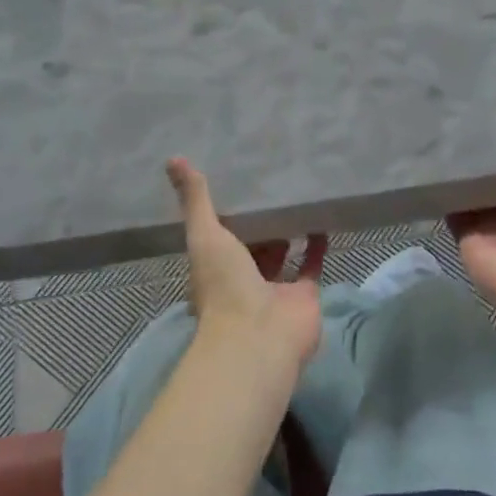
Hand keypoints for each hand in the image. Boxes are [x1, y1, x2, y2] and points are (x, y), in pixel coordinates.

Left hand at [166, 157, 325, 368]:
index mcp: (214, 268)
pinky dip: (317, 244)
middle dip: (261, 221)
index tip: (237, 184)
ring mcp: (275, 288)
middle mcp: (243, 279)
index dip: (227, 213)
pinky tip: (322, 217)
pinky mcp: (305, 293)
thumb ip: (195, 200)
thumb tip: (174, 159)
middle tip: (272, 183)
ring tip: (298, 195)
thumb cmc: (225, 286)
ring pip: (283, 253)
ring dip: (289, 230)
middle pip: (252, 245)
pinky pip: (312, 264)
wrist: (259, 337)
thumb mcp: (205, 236)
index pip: (219, 236)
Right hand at [449, 114, 495, 316]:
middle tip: (470, 117)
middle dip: (485, 156)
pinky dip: (442, 190)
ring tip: (447, 132)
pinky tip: (431, 163)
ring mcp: (486, 221)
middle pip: (495, 178)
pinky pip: (451, 206)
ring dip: (462, 171)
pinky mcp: (463, 231)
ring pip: (471, 189)